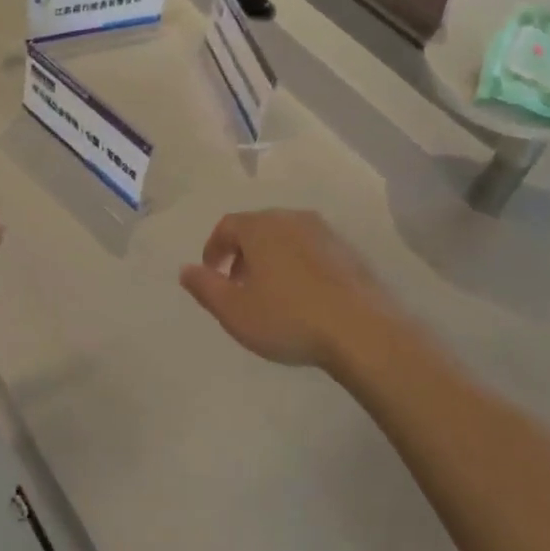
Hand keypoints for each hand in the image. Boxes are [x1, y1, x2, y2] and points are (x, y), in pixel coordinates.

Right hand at [179, 210, 397, 373]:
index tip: (210, 274)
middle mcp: (292, 219)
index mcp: (261, 227)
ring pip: (286, 238)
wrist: (363, 331)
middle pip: (257, 229)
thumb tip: (186, 269)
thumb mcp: (233, 310)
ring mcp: (326, 234)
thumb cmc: (288, 318)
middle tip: (237, 285)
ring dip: (271, 259)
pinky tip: (303, 297)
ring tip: (270, 293)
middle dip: (242, 254)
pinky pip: (311, 251)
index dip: (214, 249)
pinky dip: (298, 266)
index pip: (227, 226)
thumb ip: (204, 287)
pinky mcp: (349, 253)